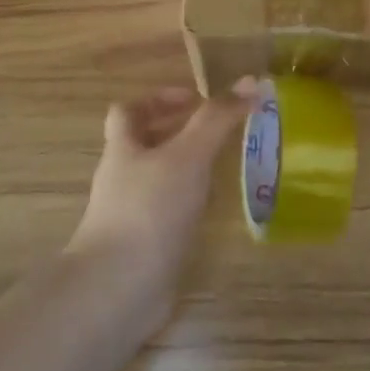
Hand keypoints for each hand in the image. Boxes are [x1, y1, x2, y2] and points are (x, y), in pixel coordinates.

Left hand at [68, 82, 253, 290]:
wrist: (118, 290)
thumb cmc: (149, 210)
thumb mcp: (188, 155)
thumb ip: (217, 119)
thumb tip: (251, 80)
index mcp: (123, 148)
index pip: (129, 111)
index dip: (158, 99)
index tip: (195, 100)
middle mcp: (121, 178)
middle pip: (143, 144)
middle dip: (177, 133)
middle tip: (218, 132)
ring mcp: (129, 215)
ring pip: (157, 179)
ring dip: (186, 169)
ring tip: (223, 168)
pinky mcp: (142, 247)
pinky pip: (166, 214)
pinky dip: (188, 205)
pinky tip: (213, 211)